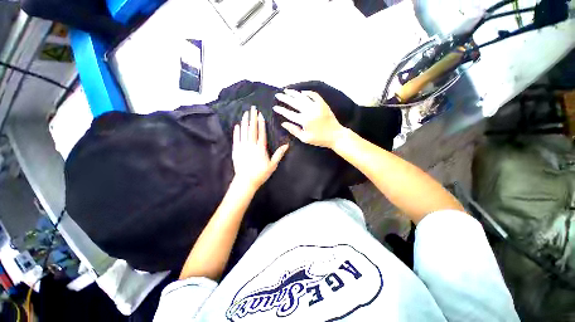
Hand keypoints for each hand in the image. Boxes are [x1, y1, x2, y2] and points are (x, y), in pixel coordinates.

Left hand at [232, 106, 288, 190]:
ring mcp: (242, 147)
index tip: (260, 114)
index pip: (261, 132)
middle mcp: (251, 145)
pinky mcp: (236, 150)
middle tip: (252, 108)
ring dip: (244, 122)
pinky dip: (236, 132)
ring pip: (243, 131)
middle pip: (252, 129)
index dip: (261, 123)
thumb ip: (279, 154)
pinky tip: (237, 125)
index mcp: (261, 148)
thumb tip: (286, 145)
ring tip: (245, 113)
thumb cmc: (261, 173)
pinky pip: (236, 138)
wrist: (246, 181)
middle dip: (252, 118)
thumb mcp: (273, 165)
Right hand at [273, 89, 345, 148]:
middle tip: (277, 95)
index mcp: (304, 120)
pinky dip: (307, 92)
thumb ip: (293, 130)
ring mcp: (317, 106)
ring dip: (294, 93)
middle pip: (294, 102)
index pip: (289, 114)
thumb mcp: (305, 138)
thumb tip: (283, 123)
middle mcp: (309, 111)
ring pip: (302, 97)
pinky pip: (314, 95)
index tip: (275, 107)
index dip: (281, 110)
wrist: (336, 135)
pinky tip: (302, 92)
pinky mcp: (323, 104)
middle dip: (285, 98)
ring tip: (286, 90)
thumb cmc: (319, 139)